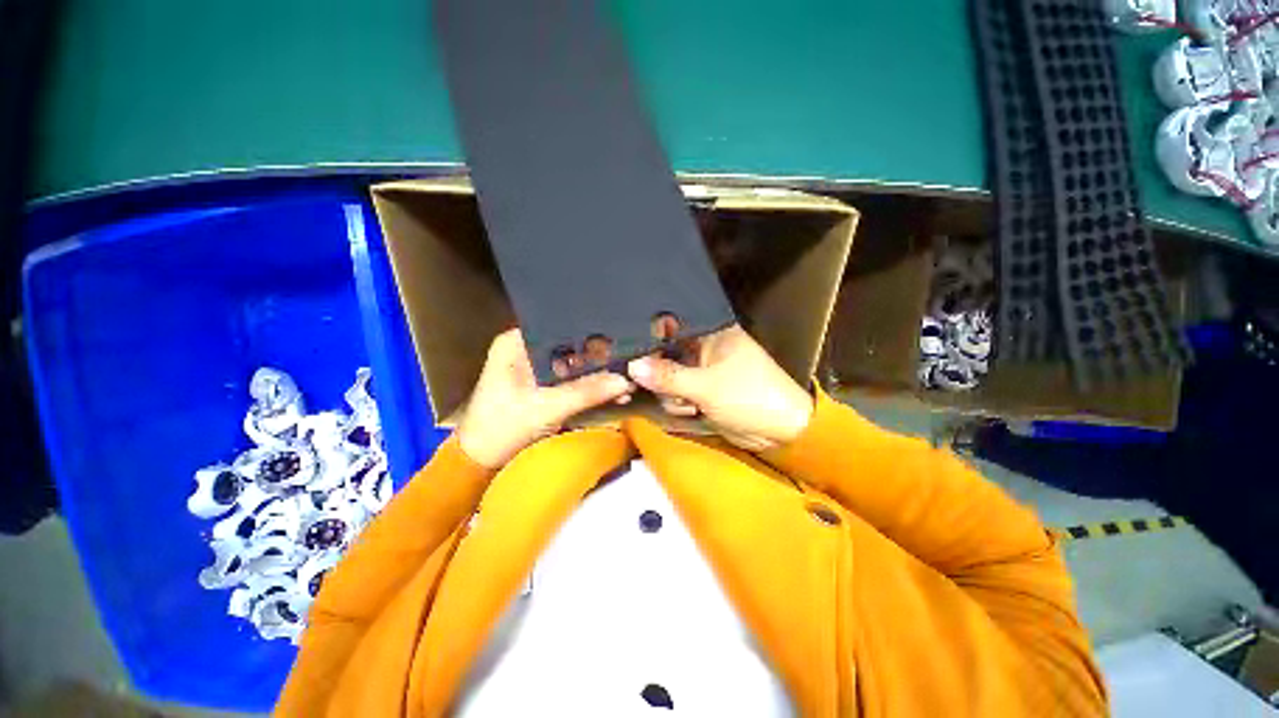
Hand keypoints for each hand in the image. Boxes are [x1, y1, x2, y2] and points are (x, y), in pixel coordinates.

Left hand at [457, 329, 634, 468]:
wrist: (480, 462)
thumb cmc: (504, 426)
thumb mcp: (548, 407)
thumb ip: (587, 391)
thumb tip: (626, 381)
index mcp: (516, 342)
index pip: (561, 327)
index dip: (592, 334)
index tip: (621, 341)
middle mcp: (525, 348)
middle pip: (571, 346)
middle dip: (599, 359)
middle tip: (630, 363)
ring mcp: (534, 368)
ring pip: (574, 364)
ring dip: (597, 376)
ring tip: (625, 383)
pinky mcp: (542, 386)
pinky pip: (571, 380)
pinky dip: (589, 387)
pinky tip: (612, 393)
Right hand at [627, 324, 813, 451]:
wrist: (782, 432)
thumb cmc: (750, 396)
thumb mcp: (706, 386)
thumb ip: (667, 376)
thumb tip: (632, 366)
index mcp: (711, 333)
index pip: (671, 328)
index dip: (652, 340)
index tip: (634, 356)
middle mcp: (704, 348)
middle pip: (664, 354)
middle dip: (662, 376)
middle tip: (669, 388)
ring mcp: (701, 370)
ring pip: (667, 377)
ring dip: (672, 394)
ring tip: (690, 404)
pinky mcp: (701, 390)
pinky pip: (676, 393)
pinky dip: (679, 403)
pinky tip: (693, 410)